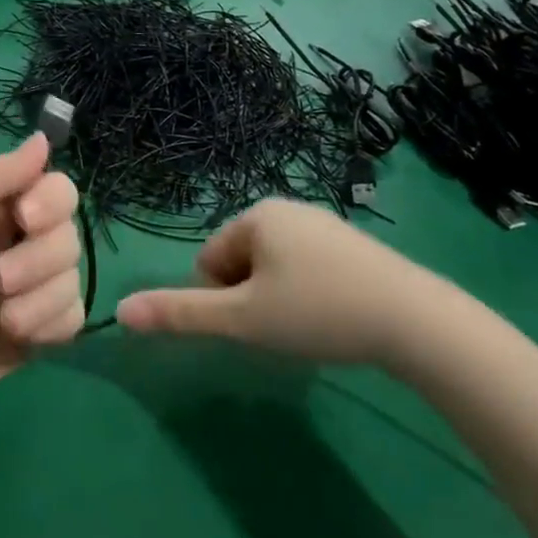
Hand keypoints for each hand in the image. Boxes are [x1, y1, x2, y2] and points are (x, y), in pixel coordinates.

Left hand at [0, 134, 83, 410]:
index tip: (23, 218)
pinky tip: (14, 334)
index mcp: (3, 208)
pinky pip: (73, 318)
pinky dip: (48, 324)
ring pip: (74, 278)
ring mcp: (36, 288)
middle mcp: (26, 242)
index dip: (52, 202)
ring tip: (0, 317)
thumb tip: (45, 138)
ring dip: (39, 298)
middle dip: (37, 260)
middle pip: (71, 235)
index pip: (58, 189)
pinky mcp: (41, 330)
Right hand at [116, 199, 451, 367]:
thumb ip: (180, 314)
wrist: (416, 321)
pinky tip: (334, 319)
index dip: (221, 301)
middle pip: (241, 262)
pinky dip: (308, 296)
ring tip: (309, 328)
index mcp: (257, 215)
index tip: (253, 324)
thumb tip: (121, 311)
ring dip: (277, 300)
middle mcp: (288, 209)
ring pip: (274, 268)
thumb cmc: (317, 312)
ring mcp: (325, 225)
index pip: (209, 261)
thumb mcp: (242, 318)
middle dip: (250, 299)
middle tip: (280, 329)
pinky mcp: (354, 246)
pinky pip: (308, 269)